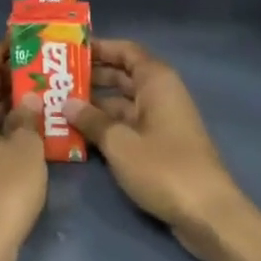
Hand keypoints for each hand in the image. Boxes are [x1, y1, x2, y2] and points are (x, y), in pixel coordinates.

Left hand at [0, 42, 46, 259]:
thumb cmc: (3, 189)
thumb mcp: (25, 149)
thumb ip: (27, 119)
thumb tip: (27, 100)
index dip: (0, 52)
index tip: (20, 39)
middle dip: (4, 77)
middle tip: (36, 64)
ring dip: (4, 103)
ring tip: (36, 90)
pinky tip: (25, 128)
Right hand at [64, 39, 248, 256]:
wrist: (207, 213)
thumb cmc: (163, 168)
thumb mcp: (120, 143)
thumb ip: (91, 120)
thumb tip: (65, 103)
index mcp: (157, 82)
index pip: (126, 51)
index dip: (99, 48)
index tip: (68, 50)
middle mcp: (161, 95)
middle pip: (122, 76)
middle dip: (90, 77)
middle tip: (53, 80)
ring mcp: (161, 122)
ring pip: (122, 104)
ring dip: (94, 105)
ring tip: (56, 107)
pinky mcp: (159, 146)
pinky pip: (127, 126)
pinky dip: (105, 127)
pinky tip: (77, 134)